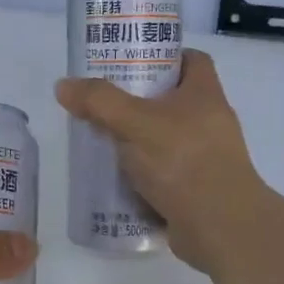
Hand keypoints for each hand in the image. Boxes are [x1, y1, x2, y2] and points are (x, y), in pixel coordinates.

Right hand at [54, 49, 269, 273]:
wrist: (220, 227)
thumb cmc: (184, 161)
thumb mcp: (135, 123)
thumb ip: (99, 102)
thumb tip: (63, 85)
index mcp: (205, 94)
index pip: (192, 60)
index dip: (164, 56)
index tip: (131, 62)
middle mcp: (210, 122)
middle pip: (173, 101)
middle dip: (138, 102)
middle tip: (102, 103)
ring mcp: (206, 159)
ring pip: (165, 141)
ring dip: (136, 142)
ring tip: (100, 141)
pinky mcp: (196, 191)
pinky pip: (164, 175)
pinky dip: (141, 176)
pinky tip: (113, 180)